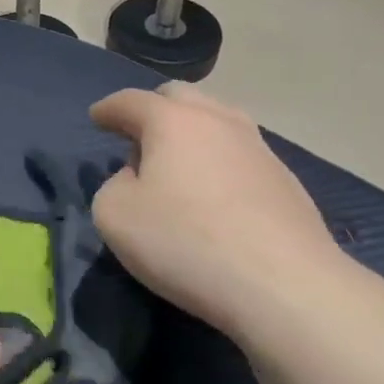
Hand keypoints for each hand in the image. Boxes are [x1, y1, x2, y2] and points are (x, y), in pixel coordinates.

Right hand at [89, 84, 343, 328]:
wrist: (284, 286)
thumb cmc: (185, 242)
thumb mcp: (114, 216)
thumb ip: (113, 186)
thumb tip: (136, 179)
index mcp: (172, 120)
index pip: (130, 101)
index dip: (108, 108)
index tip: (97, 117)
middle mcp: (218, 121)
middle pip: (180, 97)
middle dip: (154, 109)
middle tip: (138, 137)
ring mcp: (258, 148)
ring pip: (218, 120)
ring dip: (192, 131)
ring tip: (179, 162)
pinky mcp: (286, 181)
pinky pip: (240, 154)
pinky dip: (219, 160)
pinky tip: (215, 193)